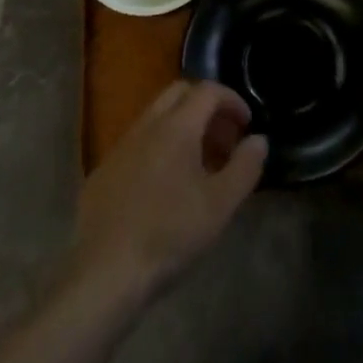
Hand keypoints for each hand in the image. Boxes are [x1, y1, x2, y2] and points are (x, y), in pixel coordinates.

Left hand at [68, 80, 267, 306]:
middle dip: (206, 106)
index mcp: (176, 126)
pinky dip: (159, 147)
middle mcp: (147, 125)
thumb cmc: (169, 234)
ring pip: (157, 117)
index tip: (247, 124)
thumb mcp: (219, 205)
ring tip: (199, 165)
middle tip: (224, 139)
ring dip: (183, 127)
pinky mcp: (104, 170)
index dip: (232, 100)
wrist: (104, 272)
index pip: (207, 90)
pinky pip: (138, 142)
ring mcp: (121, 146)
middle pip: (179, 93)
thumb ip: (245, 167)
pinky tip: (165, 186)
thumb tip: (259, 140)